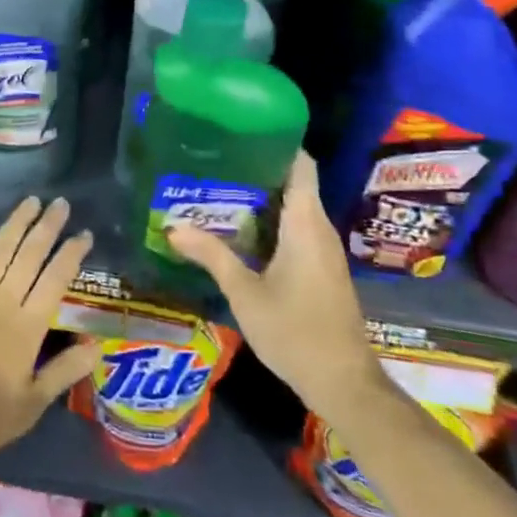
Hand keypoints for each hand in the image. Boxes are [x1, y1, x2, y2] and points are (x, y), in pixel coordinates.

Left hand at [0, 197, 101, 458]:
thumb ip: (65, 371)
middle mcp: (3, 300)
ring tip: (31, 201)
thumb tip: (97, 346)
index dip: (72, 254)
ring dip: (16, 223)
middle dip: (48, 227)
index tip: (84, 234)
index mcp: (28, 326)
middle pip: (30, 255)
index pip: (56, 280)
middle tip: (61, 203)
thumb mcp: (32, 403)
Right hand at [167, 152, 385, 416]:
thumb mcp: (244, 292)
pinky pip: (297, 230)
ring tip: (219, 189)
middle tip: (215, 161)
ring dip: (262, 198)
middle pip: (293, 183)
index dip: (276, 143)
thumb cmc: (295, 331)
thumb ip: (210, 255)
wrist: (344, 384)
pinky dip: (271, 222)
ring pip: (295, 208)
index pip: (300, 165)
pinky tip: (241, 230)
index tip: (241, 132)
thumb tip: (172, 226)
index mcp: (305, 223)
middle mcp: (319, 229)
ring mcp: (324, 251)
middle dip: (256, 169)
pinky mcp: (323, 269)